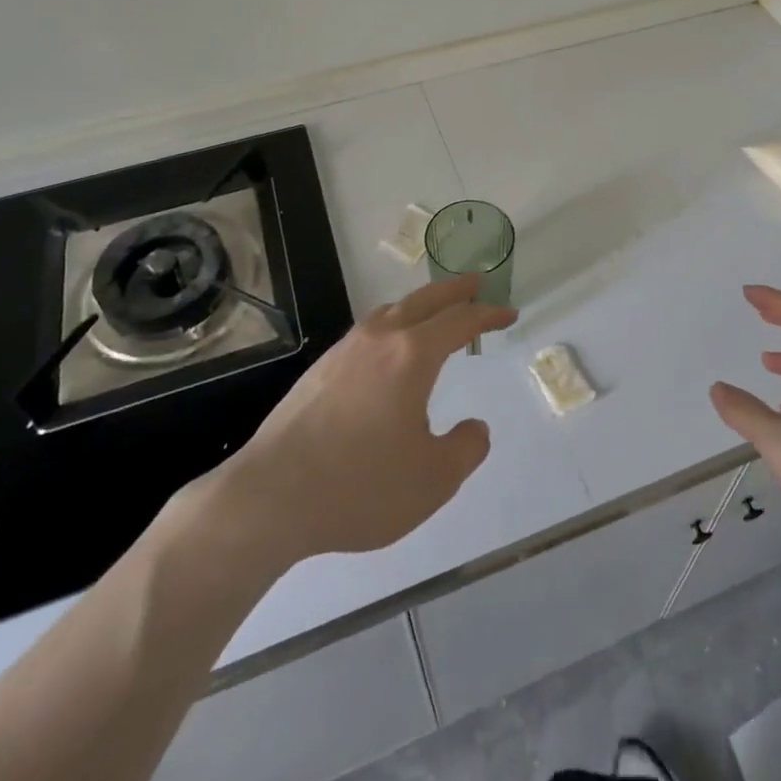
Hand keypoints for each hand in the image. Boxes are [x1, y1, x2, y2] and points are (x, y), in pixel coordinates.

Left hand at [190, 275, 515, 567]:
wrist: (271, 496)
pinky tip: (388, 352)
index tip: (509, 313)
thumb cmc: (360, 487)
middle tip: (477, 283)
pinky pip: (368, 330)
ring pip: (391, 310)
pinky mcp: (320, 369)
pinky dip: (393, 324)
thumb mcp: (432, 480)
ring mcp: (345, 350)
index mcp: (412, 356)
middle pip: (425, 300)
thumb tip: (475, 429)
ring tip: (435, 313)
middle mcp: (379, 339)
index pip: (460, 321)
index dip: (489, 314)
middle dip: (455, 290)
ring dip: (420, 305)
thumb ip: (466, 449)